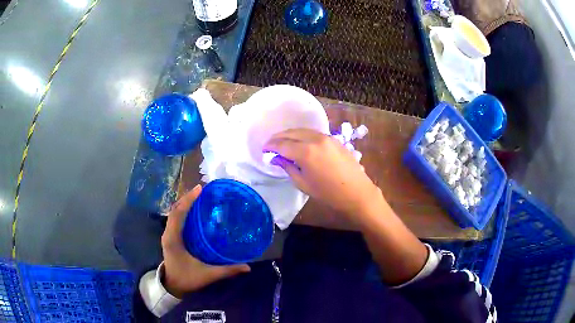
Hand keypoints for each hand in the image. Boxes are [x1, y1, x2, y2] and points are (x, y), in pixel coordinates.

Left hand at [161, 185, 250, 297]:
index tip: (200, 189)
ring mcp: (168, 234)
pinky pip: (175, 219)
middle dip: (187, 198)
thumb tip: (247, 266)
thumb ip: (226, 270)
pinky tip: (194, 211)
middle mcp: (168, 233)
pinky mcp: (170, 237)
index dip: (188, 200)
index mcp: (173, 239)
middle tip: (203, 190)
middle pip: (175, 209)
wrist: (172, 286)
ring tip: (199, 196)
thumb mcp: (207, 275)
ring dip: (185, 203)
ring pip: (174, 213)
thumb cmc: (187, 279)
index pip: (178, 214)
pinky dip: (183, 211)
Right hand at [264, 128, 382, 217]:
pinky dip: (302, 135)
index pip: (282, 144)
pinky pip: (313, 133)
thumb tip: (276, 158)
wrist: (357, 192)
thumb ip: (288, 167)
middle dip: (278, 137)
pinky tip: (299, 142)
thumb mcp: (303, 184)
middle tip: (270, 145)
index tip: (264, 150)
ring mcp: (326, 137)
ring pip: (303, 130)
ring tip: (282, 142)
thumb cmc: (329, 194)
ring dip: (290, 134)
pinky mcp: (334, 139)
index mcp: (306, 152)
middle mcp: (315, 139)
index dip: (270, 146)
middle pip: (291, 133)